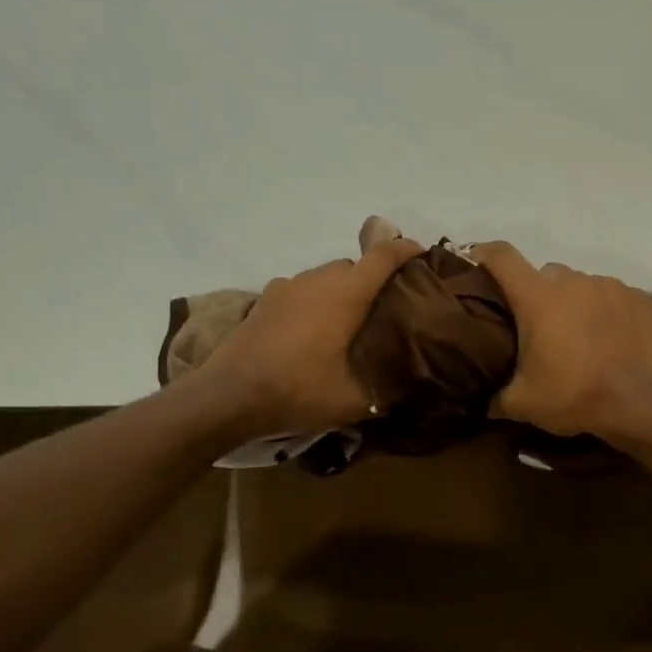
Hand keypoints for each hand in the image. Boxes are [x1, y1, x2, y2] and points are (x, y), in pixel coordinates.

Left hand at [201, 230, 420, 433]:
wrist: (229, 395)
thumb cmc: (299, 389)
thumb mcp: (354, 400)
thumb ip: (386, 390)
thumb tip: (409, 388)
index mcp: (347, 293)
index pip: (383, 256)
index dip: (406, 250)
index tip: (421, 254)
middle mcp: (318, 279)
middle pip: (354, 266)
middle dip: (373, 279)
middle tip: (385, 307)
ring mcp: (287, 286)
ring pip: (325, 278)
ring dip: (341, 291)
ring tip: (347, 323)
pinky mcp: (264, 300)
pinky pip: (301, 291)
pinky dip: (314, 302)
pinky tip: (311, 331)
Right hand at [473, 243, 651, 440]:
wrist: (640, 404)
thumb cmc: (574, 396)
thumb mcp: (523, 404)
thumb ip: (496, 398)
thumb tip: (484, 403)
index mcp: (537, 297)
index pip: (502, 257)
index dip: (485, 254)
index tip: (477, 261)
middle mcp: (572, 281)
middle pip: (545, 274)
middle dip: (538, 295)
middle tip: (540, 328)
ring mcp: (609, 286)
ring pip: (581, 285)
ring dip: (574, 303)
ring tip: (580, 337)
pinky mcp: (638, 298)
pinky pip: (612, 296)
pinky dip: (606, 311)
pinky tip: (610, 338)